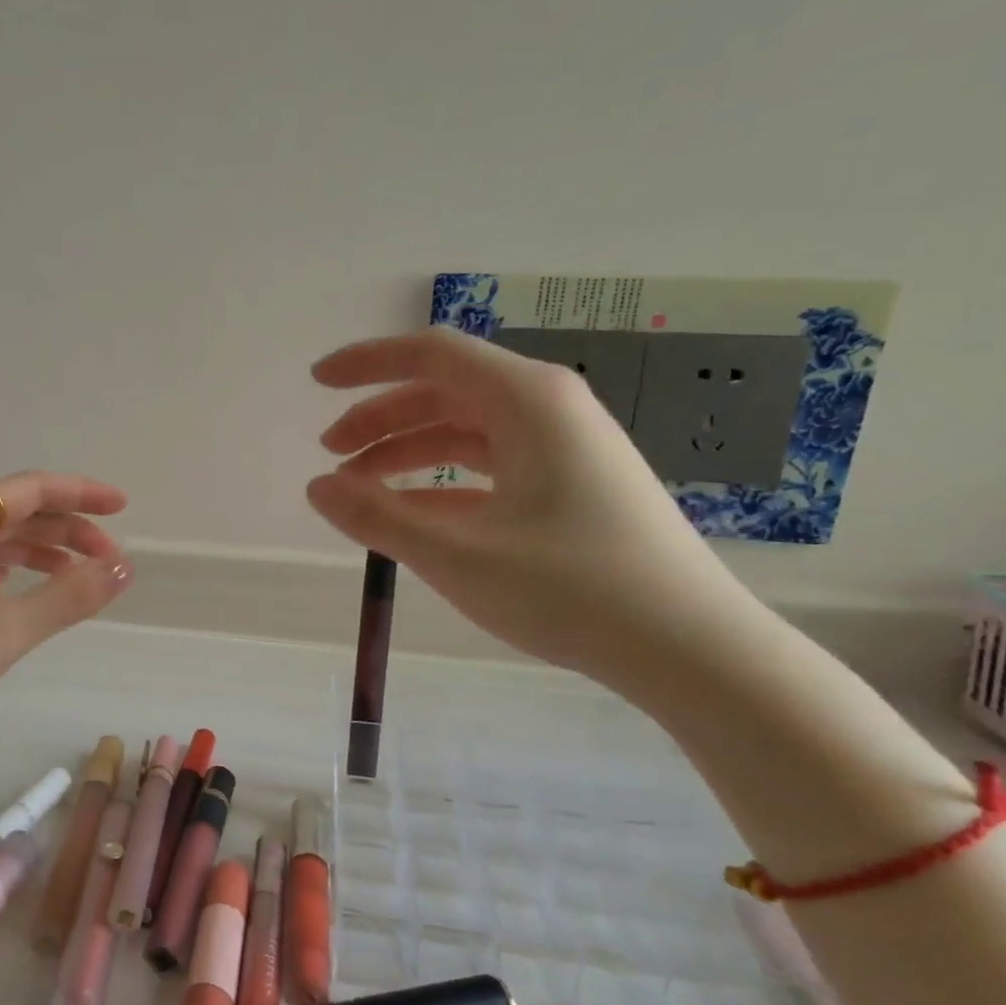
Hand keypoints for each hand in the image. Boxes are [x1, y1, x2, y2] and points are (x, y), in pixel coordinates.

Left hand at [0, 472, 132, 742]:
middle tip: (108, 557)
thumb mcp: (4, 629)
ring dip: (38, 550)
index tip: (123, 507)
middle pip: (13, 512)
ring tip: (75, 574)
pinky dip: (6, 569)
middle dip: (65, 528)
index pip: (32, 489)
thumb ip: (68, 596)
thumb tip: (124, 567)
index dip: (81, 494)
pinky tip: (16, 585)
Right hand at [307, 328, 755, 683]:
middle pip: (445, 392)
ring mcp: (565, 448)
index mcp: (527, 401)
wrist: (689, 648)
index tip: (317, 382)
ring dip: (408, 451)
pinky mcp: (572, 485)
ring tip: (359, 487)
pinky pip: (491, 466)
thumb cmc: (571, 590)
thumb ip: (376, 516)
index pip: (432, 355)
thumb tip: (316, 487)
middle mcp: (548, 410)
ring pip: (466, 431)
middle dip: (380, 418)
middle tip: (331, 454)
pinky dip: (443, 482)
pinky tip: (412, 514)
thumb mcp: (456, 554)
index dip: (367, 363)